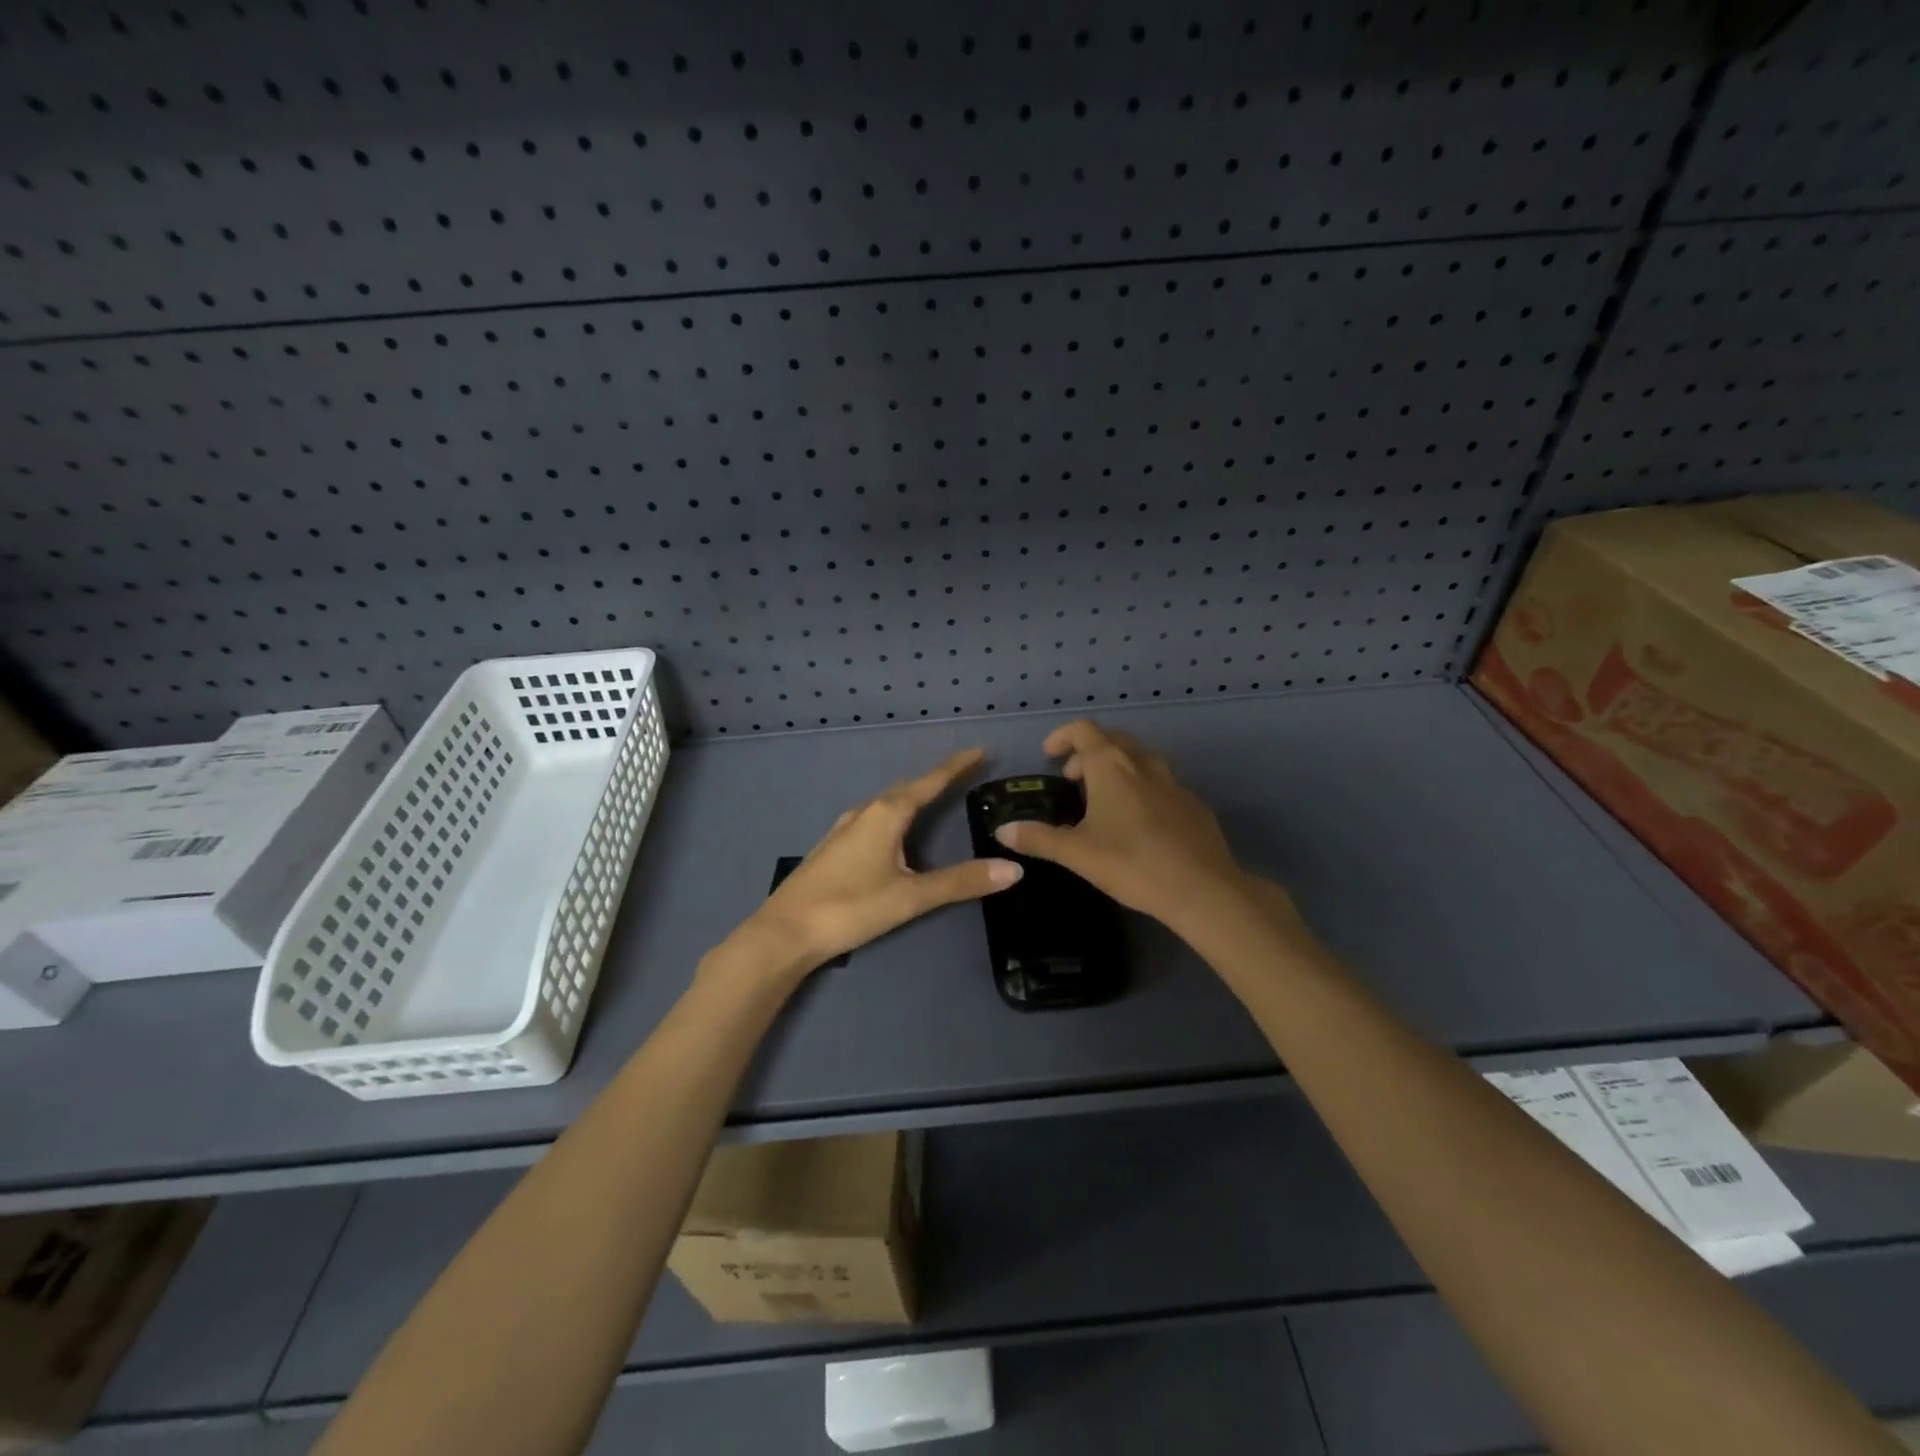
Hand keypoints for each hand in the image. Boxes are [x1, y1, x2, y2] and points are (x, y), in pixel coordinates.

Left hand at [728, 748, 1020, 980]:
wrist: (784, 932)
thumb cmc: (850, 908)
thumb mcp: (911, 897)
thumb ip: (961, 882)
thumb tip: (1013, 869)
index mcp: (886, 814)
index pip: (929, 782)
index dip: (956, 766)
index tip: (979, 751)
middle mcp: (865, 812)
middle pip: (907, 788)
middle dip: (935, 779)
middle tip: (963, 774)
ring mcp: (844, 828)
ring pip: (886, 803)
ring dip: (912, 797)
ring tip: (934, 798)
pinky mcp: (832, 847)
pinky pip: (872, 818)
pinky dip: (893, 815)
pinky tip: (892, 833)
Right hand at [990, 720, 1255, 935]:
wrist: (1202, 889)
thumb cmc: (1132, 864)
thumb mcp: (1077, 853)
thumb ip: (1038, 838)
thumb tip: (1003, 830)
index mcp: (1112, 767)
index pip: (1083, 731)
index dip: (1062, 736)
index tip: (1049, 756)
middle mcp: (1143, 764)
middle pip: (1113, 740)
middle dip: (1088, 753)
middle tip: (1073, 780)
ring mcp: (1173, 782)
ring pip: (1140, 759)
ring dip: (1117, 768)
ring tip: (1104, 799)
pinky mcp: (1193, 803)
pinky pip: (1161, 782)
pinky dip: (1142, 788)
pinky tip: (1140, 822)